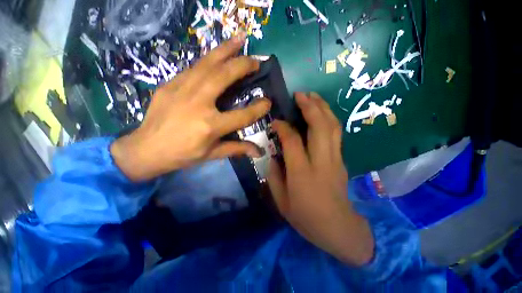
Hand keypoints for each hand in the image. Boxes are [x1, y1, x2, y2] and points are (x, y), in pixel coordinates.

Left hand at [111, 33, 271, 180]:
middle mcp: (198, 104)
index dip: (258, 108)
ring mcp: (181, 90)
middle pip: (224, 77)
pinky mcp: (169, 84)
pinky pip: (193, 68)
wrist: (146, 149)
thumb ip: (237, 149)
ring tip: (240, 39)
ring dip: (226, 49)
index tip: (268, 101)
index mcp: (210, 125)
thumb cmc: (183, 154)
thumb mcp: (212, 154)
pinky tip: (216, 55)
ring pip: (207, 64)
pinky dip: (208, 59)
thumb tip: (259, 152)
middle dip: (243, 65)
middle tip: (256, 60)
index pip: (242, 115)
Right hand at [268, 92, 373, 265]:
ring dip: (323, 108)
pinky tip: (321, 112)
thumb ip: (274, 175)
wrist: (338, 228)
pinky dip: (329, 118)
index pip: (292, 141)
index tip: (275, 121)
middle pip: (319, 127)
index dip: (283, 127)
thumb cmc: (305, 217)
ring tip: (313, 96)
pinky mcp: (341, 160)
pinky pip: (336, 133)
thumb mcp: (281, 200)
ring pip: (332, 126)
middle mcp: (321, 162)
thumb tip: (274, 155)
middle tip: (300, 94)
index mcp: (302, 173)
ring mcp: (335, 159)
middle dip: (310, 106)